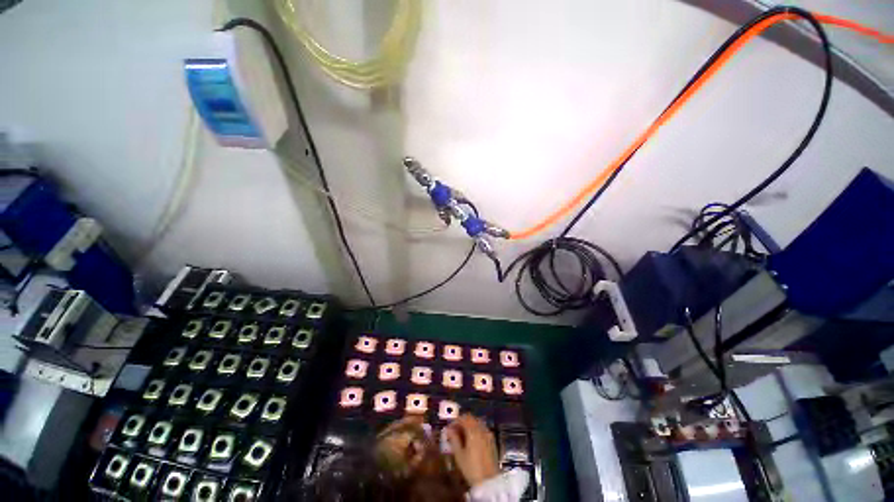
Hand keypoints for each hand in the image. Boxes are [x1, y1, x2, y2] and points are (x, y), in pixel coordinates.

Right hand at [443, 414, 498, 486]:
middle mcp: (482, 429)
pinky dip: (476, 430)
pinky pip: (482, 429)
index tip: (449, 428)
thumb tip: (448, 430)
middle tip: (455, 431)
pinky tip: (471, 440)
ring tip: (462, 436)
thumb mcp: (459, 455)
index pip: (463, 418)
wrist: (489, 482)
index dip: (455, 421)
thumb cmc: (471, 468)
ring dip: (469, 426)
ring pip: (477, 423)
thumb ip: (454, 439)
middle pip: (471, 419)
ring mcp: (488, 434)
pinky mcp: (492, 440)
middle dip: (462, 422)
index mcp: (473, 430)